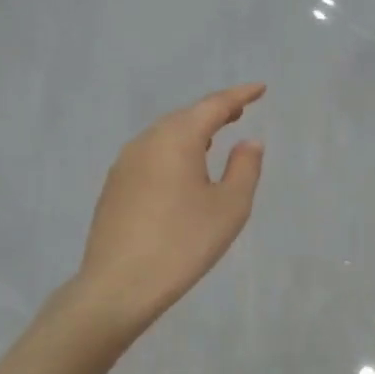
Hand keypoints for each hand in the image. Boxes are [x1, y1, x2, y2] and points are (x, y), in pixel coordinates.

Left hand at [76, 84, 265, 339]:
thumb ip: (245, 168)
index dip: (239, 95)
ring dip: (191, 133)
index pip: (213, 105)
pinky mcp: (114, 187)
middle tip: (239, 112)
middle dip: (213, 112)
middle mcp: (146, 142)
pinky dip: (173, 153)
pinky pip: (151, 156)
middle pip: (185, 117)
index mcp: (176, 138)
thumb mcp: (230, 207)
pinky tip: (182, 171)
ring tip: (214, 139)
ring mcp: (124, 164)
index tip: (260, 89)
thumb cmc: (184, 242)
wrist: (120, 284)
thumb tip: (249, 142)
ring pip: (164, 136)